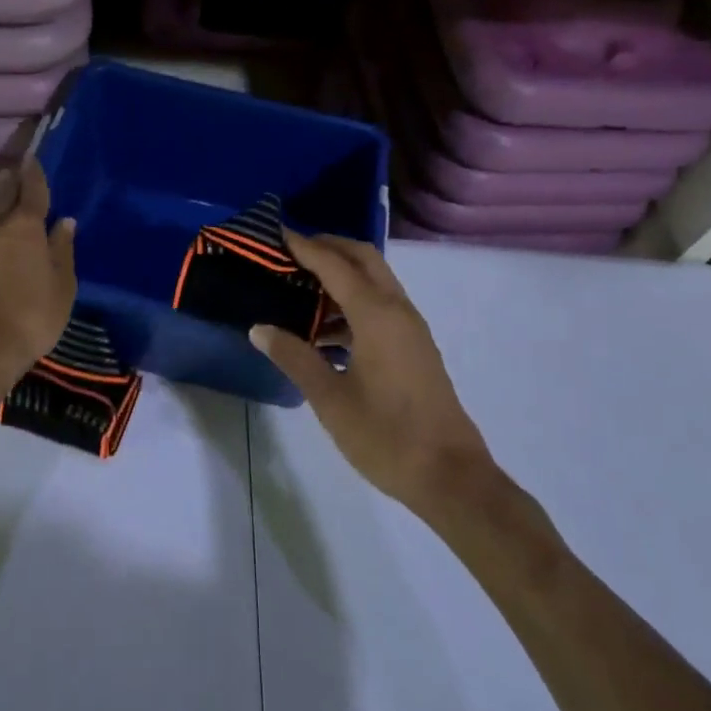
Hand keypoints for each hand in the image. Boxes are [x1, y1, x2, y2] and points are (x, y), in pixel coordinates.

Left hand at [0, 157, 76, 389]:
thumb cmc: (34, 313)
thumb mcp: (62, 283)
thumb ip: (63, 250)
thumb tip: (64, 221)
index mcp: (26, 228)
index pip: (31, 192)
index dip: (33, 174)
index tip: (32, 157)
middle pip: (5, 198)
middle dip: (12, 182)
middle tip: (15, 168)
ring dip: (1, 201)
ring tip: (8, 194)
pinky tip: (0, 230)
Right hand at [251, 232, 492, 518]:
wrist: (451, 477)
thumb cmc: (386, 436)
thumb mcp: (329, 398)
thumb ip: (294, 357)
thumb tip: (259, 329)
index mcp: (376, 315)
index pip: (335, 264)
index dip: (305, 246)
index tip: (278, 233)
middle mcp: (398, 310)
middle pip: (364, 259)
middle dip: (329, 247)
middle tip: (291, 251)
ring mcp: (411, 328)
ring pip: (375, 281)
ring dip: (342, 274)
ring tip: (301, 287)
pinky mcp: (415, 347)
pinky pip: (381, 306)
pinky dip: (353, 301)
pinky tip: (325, 330)